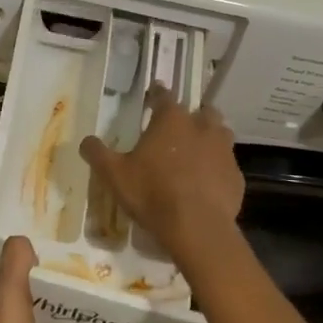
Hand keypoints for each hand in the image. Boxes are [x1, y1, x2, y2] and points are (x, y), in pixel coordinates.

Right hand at [79, 83, 243, 267]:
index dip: (157, 94)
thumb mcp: (114, 175)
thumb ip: (98, 153)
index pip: (164, 96)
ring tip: (196, 153)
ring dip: (209, 139)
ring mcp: (224, 151)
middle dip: (191, 116)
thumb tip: (86, 141)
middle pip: (202, 111)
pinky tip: (207, 183)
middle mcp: (202, 127)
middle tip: (178, 128)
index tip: (154, 94)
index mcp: (172, 119)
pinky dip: (217, 169)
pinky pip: (227, 165)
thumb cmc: (152, 193)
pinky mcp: (236, 176)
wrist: (197, 228)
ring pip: (220, 134)